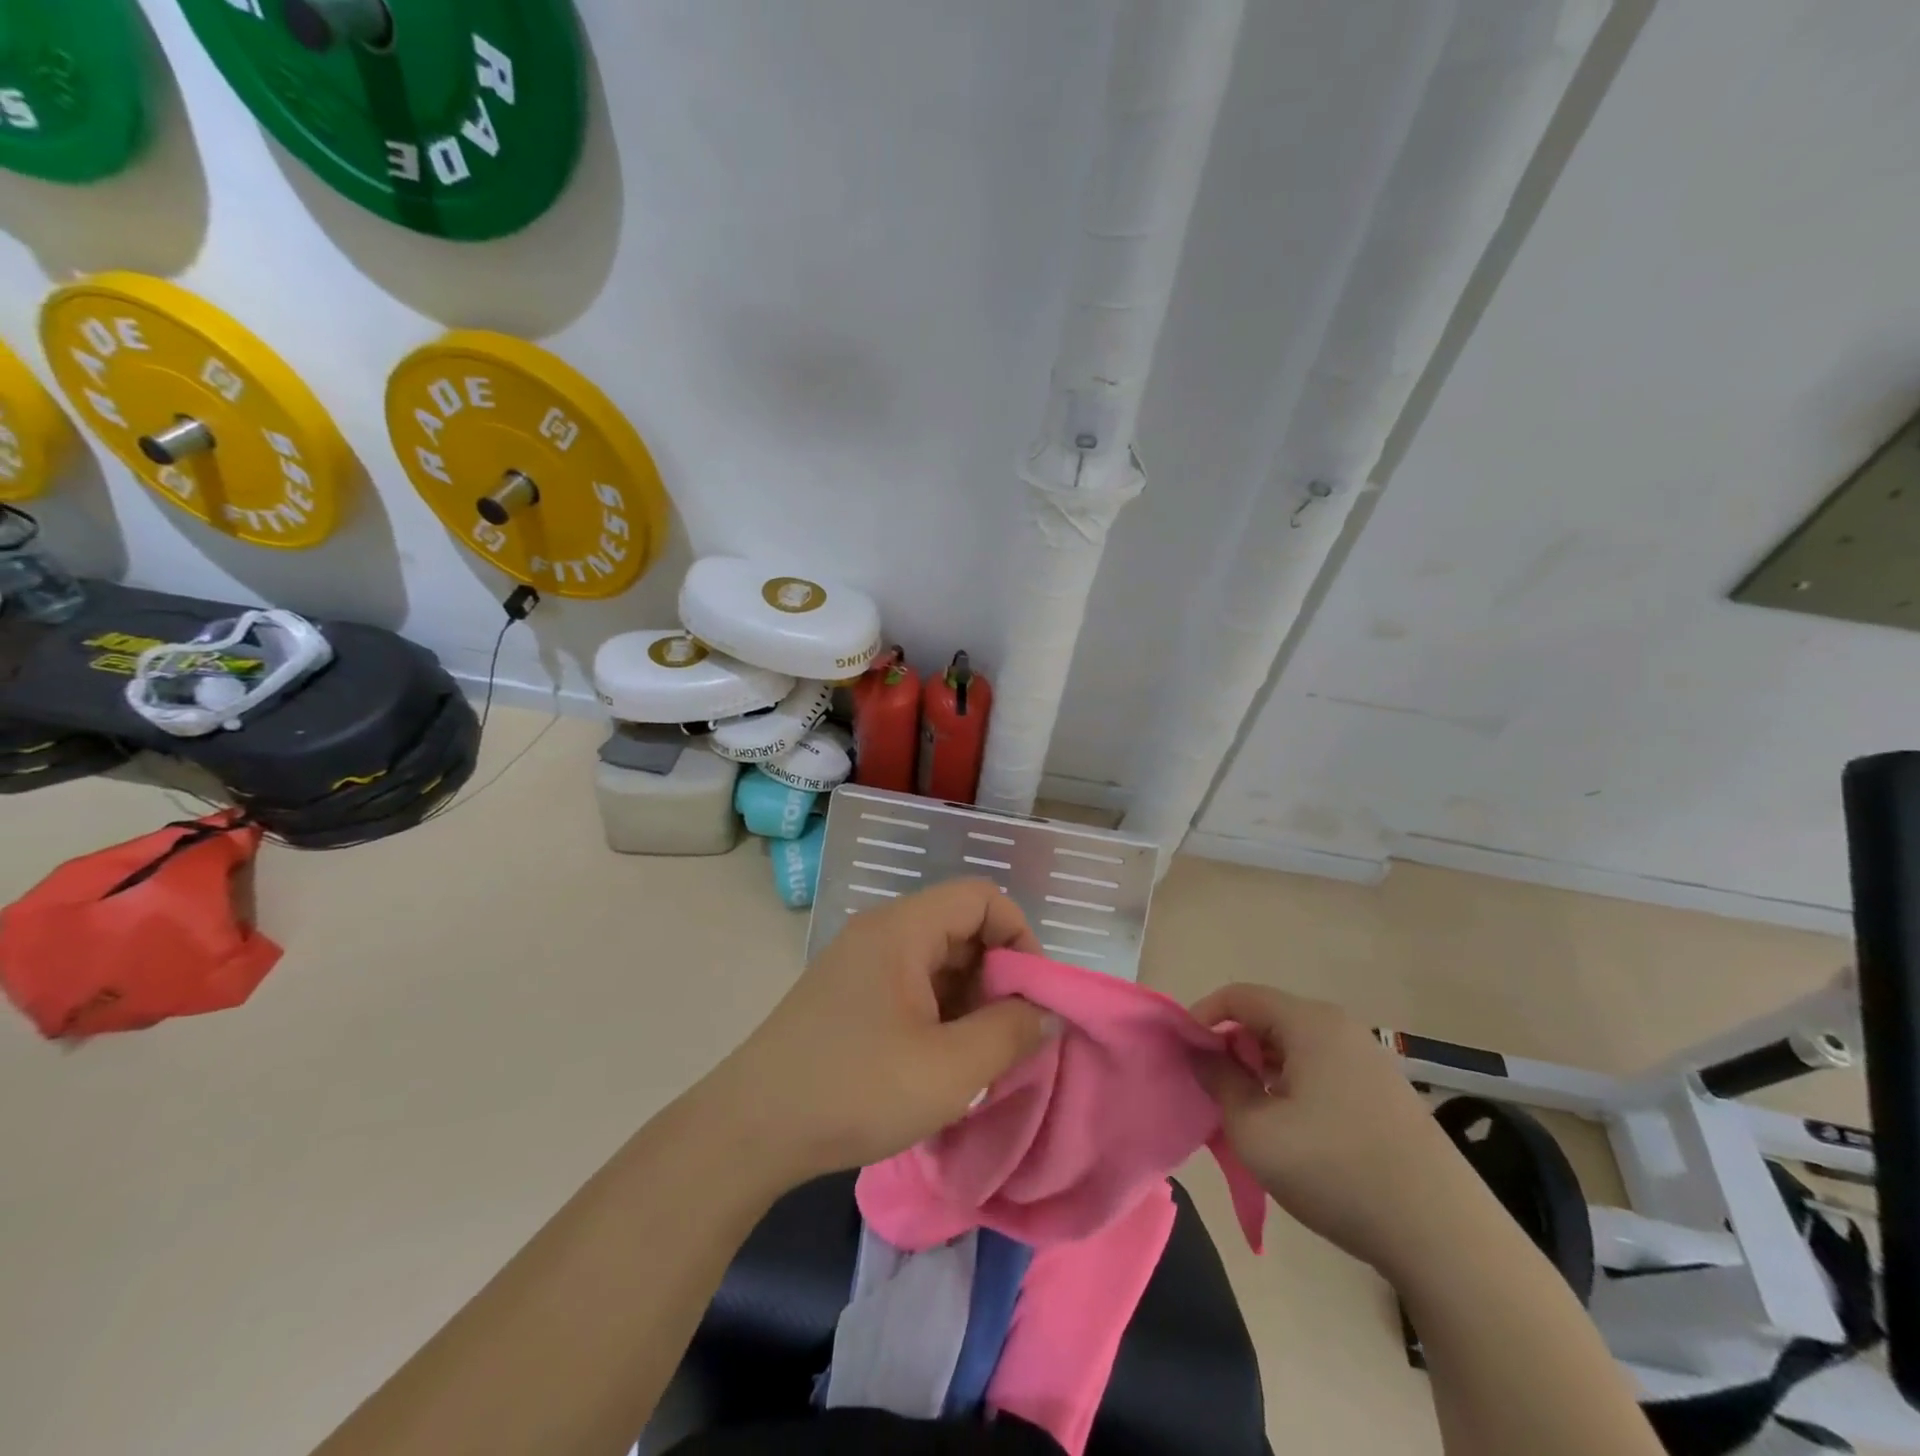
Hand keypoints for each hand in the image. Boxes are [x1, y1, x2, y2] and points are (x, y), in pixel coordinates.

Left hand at [707, 880, 1056, 1184]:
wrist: (750, 1130)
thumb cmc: (856, 1090)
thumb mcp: (950, 1070)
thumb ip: (1011, 1033)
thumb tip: (1046, 1012)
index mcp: (902, 929)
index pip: (981, 898)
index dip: (1020, 936)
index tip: (1033, 996)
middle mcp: (880, 932)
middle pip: (960, 928)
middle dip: (998, 976)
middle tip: (1011, 1036)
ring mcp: (860, 963)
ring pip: (937, 961)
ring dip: (969, 1000)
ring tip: (980, 1058)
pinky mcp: (848, 995)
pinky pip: (911, 985)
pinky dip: (940, 1014)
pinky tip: (942, 1062)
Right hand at [1192, 983, 1478, 1276]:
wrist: (1445, 1236)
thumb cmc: (1337, 1170)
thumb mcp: (1256, 1130)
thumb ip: (1219, 1082)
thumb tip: (1201, 1053)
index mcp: (1309, 1023)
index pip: (1238, 996)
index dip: (1202, 1017)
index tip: (1184, 1055)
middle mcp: (1340, 1028)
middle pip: (1266, 1019)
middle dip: (1232, 1048)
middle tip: (1214, 1091)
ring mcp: (1368, 1060)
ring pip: (1294, 1048)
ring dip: (1261, 1071)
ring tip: (1249, 1116)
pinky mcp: (1384, 1093)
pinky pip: (1320, 1071)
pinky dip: (1292, 1087)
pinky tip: (1293, 1132)